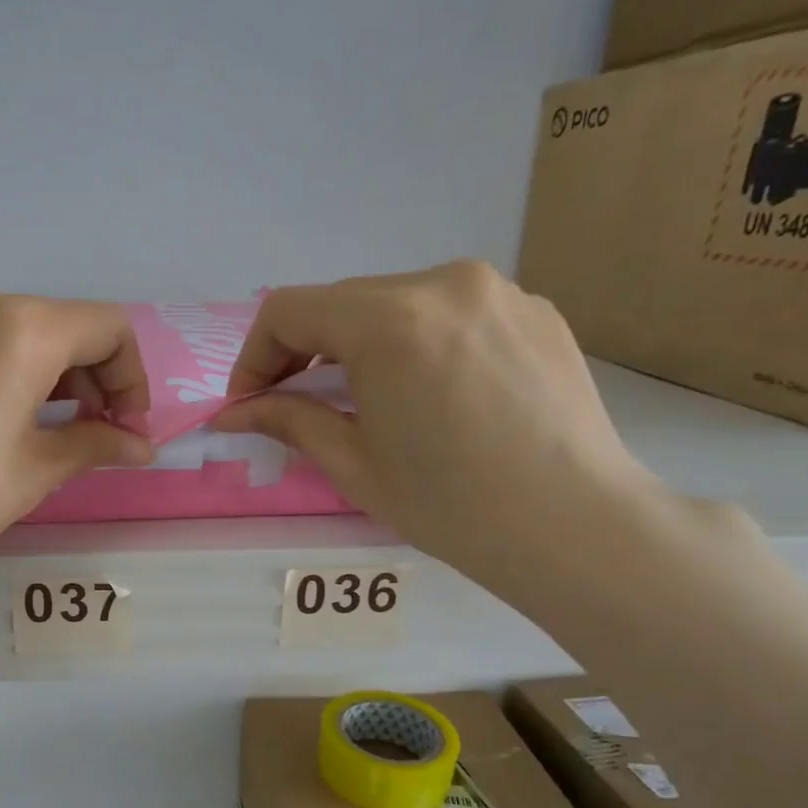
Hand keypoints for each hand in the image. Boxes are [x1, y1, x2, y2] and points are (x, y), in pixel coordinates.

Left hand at [0, 278, 152, 703]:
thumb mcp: (32, 474)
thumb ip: (94, 444)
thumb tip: (141, 445)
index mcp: (20, 328)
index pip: (106, 328)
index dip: (129, 377)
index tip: (121, 426)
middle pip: (48, 323)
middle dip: (75, 375)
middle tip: (73, 429)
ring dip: (18, 367)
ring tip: (4, 422)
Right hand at [212, 261, 663, 601]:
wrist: (573, 525)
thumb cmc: (450, 504)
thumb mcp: (353, 463)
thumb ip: (288, 420)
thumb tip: (233, 413)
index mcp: (390, 321)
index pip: (288, 311)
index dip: (253, 357)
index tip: (248, 404)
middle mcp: (443, 283)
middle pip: (341, 302)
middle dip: (303, 352)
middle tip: (293, 406)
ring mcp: (498, 290)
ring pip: (396, 302)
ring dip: (359, 345)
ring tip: (363, 400)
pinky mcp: (534, 310)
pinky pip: (450, 313)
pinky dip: (417, 343)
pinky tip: (428, 395)